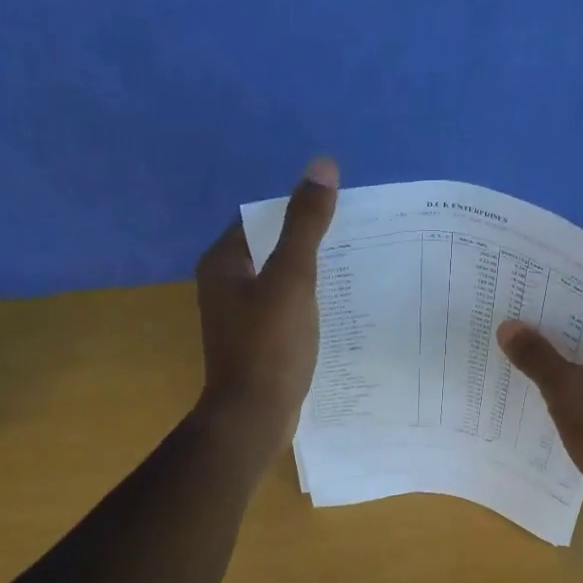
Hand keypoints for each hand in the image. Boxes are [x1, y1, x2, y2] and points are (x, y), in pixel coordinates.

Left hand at [194, 158, 339, 459]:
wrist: (253, 417)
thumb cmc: (269, 346)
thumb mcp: (292, 279)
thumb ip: (306, 224)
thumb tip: (322, 166)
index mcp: (224, 262)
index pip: (261, 218)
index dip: (298, 210)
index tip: (340, 212)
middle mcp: (225, 285)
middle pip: (273, 249)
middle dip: (311, 242)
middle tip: (357, 239)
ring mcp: (240, 317)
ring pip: (281, 281)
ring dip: (314, 275)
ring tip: (358, 269)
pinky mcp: (257, 342)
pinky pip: (285, 310)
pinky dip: (309, 305)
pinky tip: (339, 309)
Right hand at [496, 320, 582, 514]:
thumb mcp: (570, 392)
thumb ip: (539, 358)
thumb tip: (508, 326)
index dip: (577, 304)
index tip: (544, 297)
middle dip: (567, 337)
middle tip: (528, 325)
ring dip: (571, 368)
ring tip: (530, 357)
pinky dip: (578, 395)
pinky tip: (547, 396)